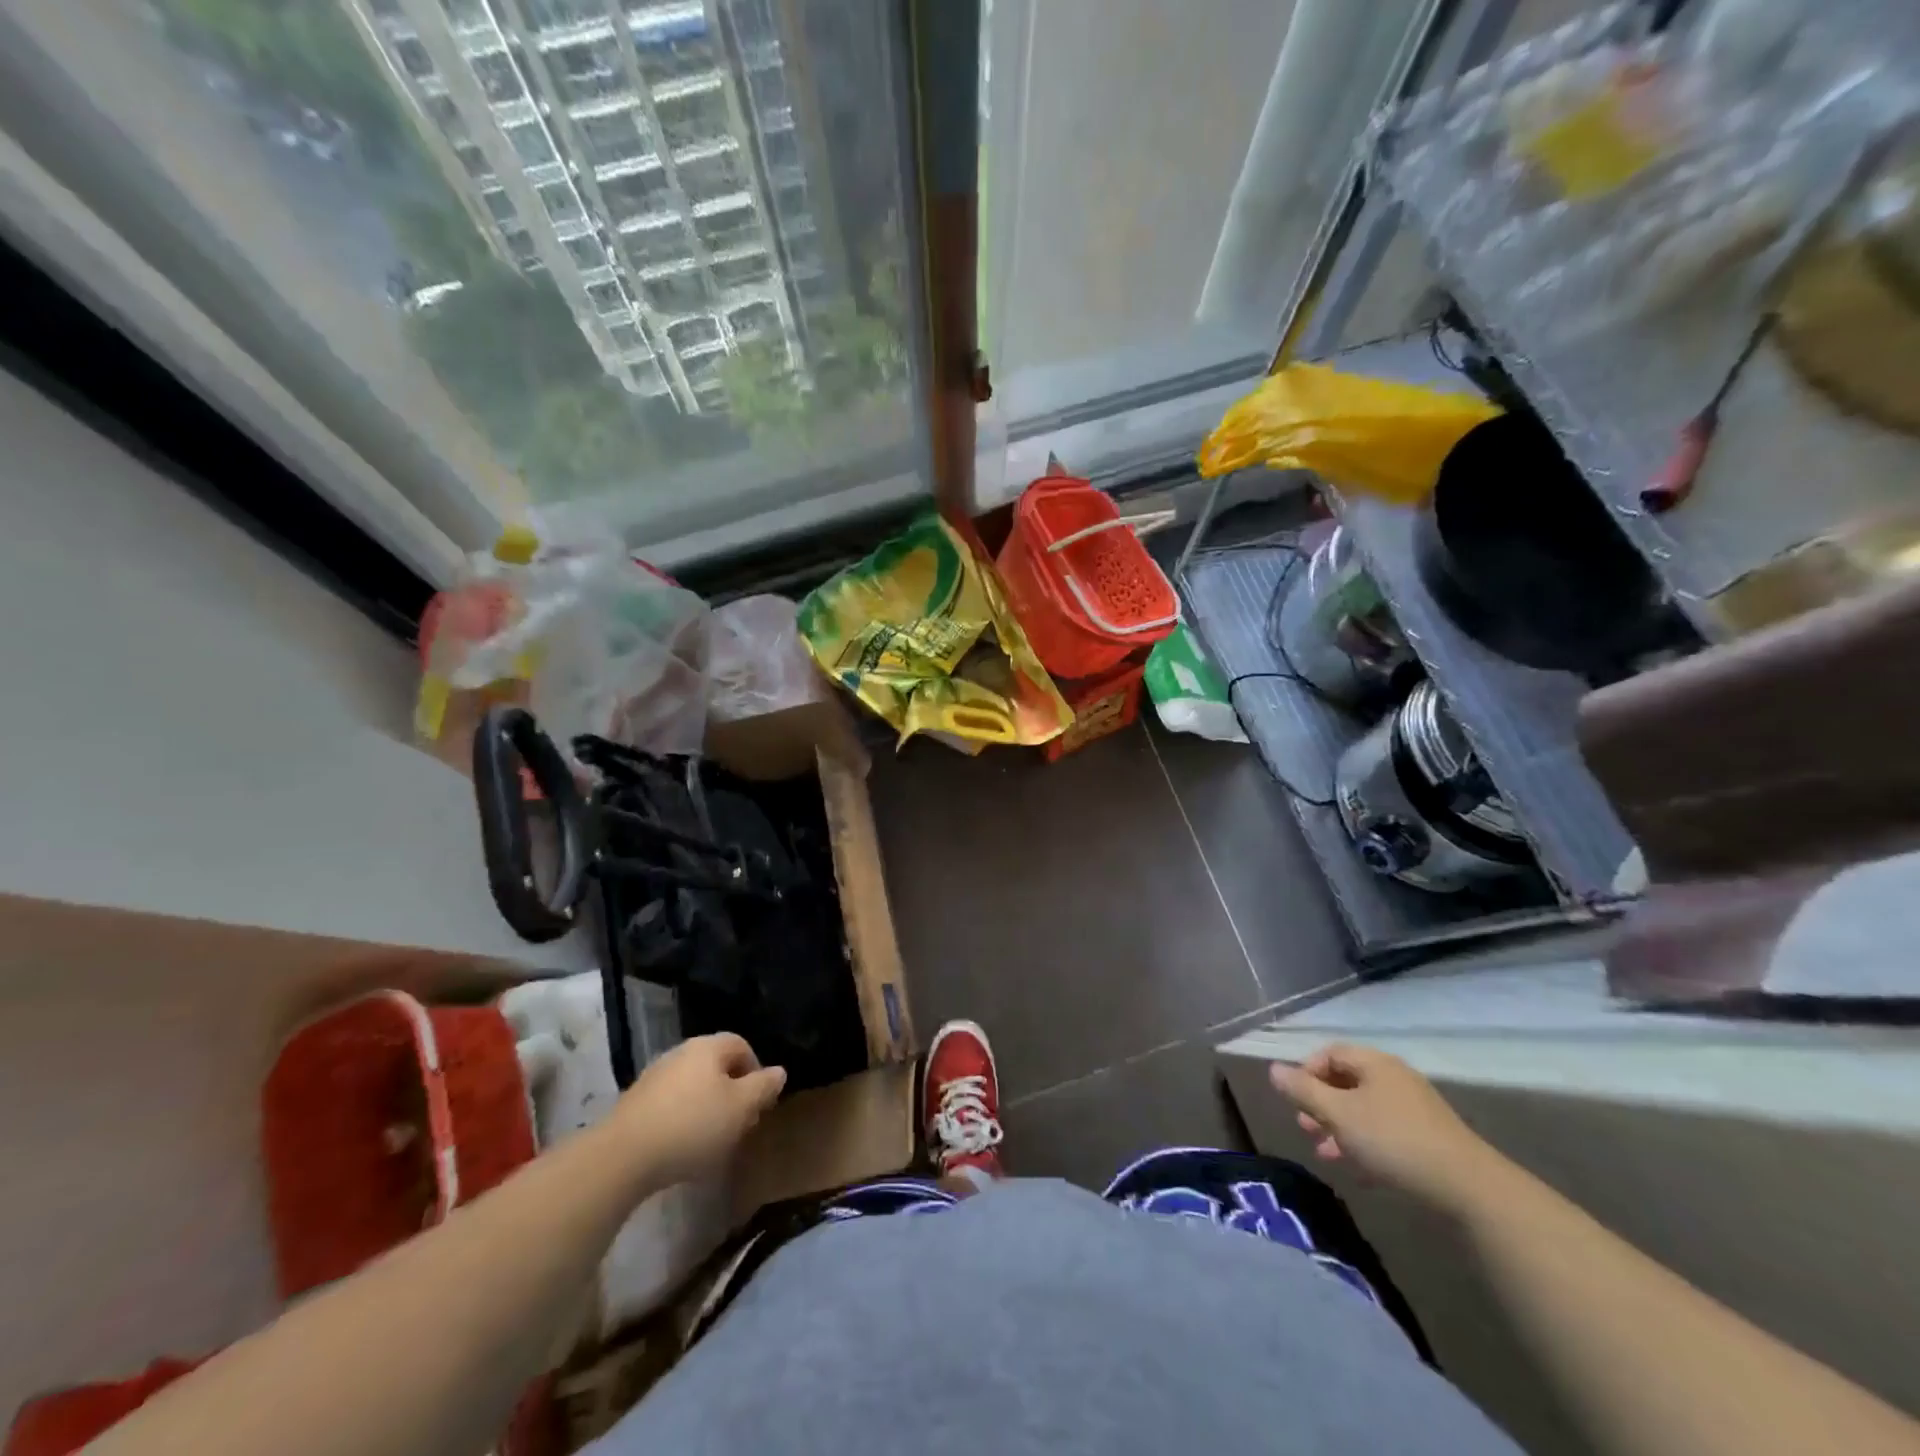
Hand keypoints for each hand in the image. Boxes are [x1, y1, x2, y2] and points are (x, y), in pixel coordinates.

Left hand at [611, 1033, 786, 1186]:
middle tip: (740, 1124)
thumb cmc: (693, 1126)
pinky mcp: (635, 1103)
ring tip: (712, 1140)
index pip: (742, 1045)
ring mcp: (654, 1077)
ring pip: (693, 1086)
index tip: (760, 1103)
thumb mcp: (741, 1108)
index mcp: (708, 1047)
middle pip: (716, 1066)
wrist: (622, 1157)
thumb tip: (778, 1071)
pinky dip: (683, 1119)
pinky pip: (671, 1104)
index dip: (757, 1072)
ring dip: (707, 1107)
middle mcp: (680, 1053)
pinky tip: (683, 1147)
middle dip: (732, 1091)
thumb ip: (763, 1087)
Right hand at [1268, 1043, 1500, 1211]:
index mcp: (1374, 1063)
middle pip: (1346, 1081)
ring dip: (1339, 1127)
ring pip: (1364, 1110)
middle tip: (1304, 1127)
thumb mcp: (1338, 1114)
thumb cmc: (1393, 1141)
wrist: (1468, 1188)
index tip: (1295, 1100)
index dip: (1306, 1072)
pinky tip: (1357, 1170)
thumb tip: (1274, 1069)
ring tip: (1324, 1152)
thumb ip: (1303, 1090)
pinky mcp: (1428, 1139)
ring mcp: (1414, 1109)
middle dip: (1320, 1103)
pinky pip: (1384, 1133)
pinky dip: (1364, 1144)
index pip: (1329, 1053)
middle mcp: (1394, 1078)